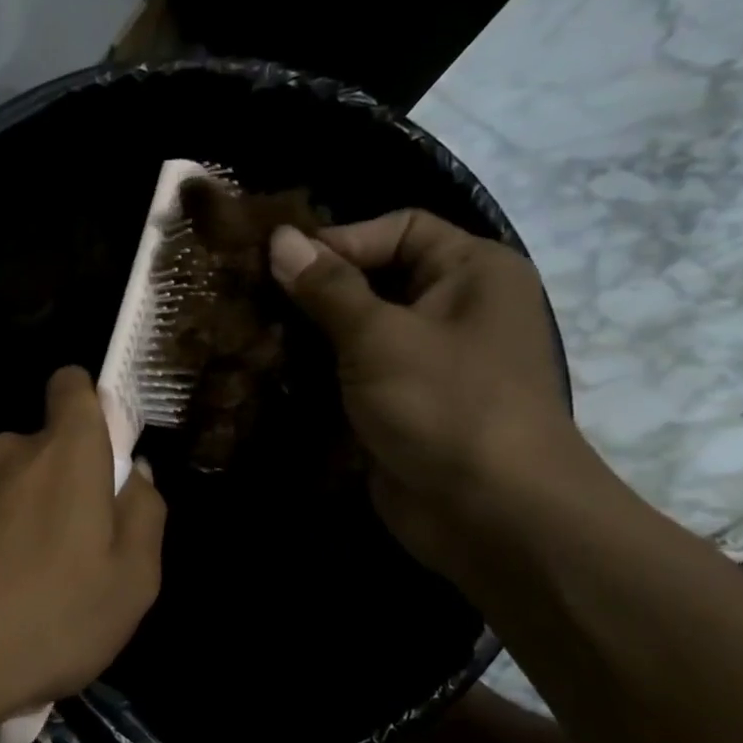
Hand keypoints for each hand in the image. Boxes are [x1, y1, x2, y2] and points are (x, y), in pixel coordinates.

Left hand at [0, 366, 165, 742]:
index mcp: (64, 453)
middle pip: (43, 448)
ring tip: (21, 584)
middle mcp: (6, 452)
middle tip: (71, 551)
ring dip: (18, 515)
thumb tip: (133, 471)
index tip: (101, 452)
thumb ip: (144, 511)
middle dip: (61, 483)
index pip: (73, 384)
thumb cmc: (51, 621)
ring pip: (4, 484)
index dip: (90, 405)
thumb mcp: (133, 580)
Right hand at [269, 210, 590, 576]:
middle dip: (317, 290)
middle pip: (377, 278)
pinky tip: (272, 375)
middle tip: (253, 300)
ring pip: (360, 330)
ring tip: (254, 336)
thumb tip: (280, 239)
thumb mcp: (380, 336)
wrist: (489, 513)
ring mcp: (428, 362)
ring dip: (311, 335)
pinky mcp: (403, 406)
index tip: (278, 265)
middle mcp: (455, 308)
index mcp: (471, 271)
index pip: (399, 228)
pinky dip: (319, 374)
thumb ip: (327, 288)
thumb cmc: (444, 405)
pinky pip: (356, 375)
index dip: (340, 240)